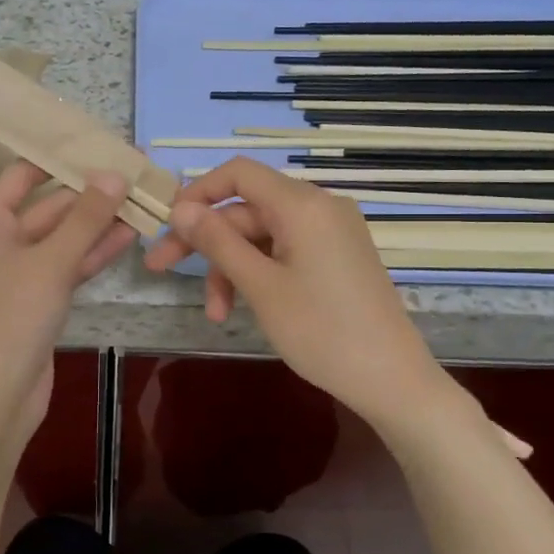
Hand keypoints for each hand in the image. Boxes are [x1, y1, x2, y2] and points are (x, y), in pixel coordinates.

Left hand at [0, 161, 135, 445]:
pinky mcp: (36, 301)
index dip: (59, 159)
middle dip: (89, 195)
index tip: (98, 145)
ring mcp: (18, 274)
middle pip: (48, 208)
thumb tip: (114, 173)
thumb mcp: (51, 262)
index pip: (22, 176)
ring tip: (141, 202)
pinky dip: (92, 254)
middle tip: (134, 175)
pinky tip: (128, 237)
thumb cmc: (12, 318)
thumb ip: (85, 218)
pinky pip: (66, 267)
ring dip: (97, 225)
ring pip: (62, 240)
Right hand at [143, 158, 442, 425]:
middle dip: (206, 241)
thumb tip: (180, 208)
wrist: (391, 379)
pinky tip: (243, 307)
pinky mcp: (337, 257)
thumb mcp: (260, 286)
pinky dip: (259, 273)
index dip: (198, 193)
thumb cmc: (321, 331)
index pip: (239, 174)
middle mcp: (319, 207)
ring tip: (217, 313)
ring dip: (232, 268)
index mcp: (302, 205)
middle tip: (161, 270)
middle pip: (246, 209)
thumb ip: (217, 242)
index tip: (167, 225)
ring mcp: (331, 233)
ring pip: (262, 236)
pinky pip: (285, 251)